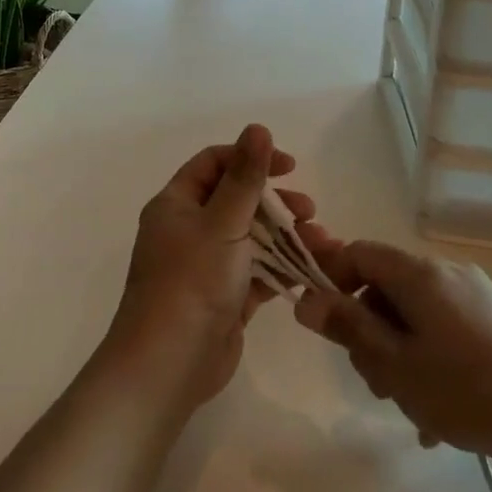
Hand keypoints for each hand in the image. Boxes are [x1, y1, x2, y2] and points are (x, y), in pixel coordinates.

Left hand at [103, 125, 313, 412]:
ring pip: (252, 238)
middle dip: (276, 203)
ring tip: (322, 242)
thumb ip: (245, 177)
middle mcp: (189, 230)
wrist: (169, 364)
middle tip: (309, 210)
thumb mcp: (222, 222)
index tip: (288, 166)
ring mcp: (207, 266)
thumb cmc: (191, 281)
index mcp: (176, 205)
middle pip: (237, 201)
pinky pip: (258, 273)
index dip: (250, 158)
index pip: (214, 164)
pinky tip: (313, 270)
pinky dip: (283, 269)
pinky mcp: (225, 298)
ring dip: (287, 237)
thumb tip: (258, 128)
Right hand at [293, 236, 491, 464]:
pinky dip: (429, 356)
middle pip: (386, 285)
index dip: (332, 279)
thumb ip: (347, 328)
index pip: (358, 252)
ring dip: (398, 349)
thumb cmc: (465, 390)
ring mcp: (475, 294)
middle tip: (374, 379)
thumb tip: (305, 299)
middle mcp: (446, 271)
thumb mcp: (394, 365)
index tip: (326, 322)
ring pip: (414, 311)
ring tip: (409, 402)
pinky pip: (443, 327)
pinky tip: (437, 410)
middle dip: (369, 327)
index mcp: (418, 273)